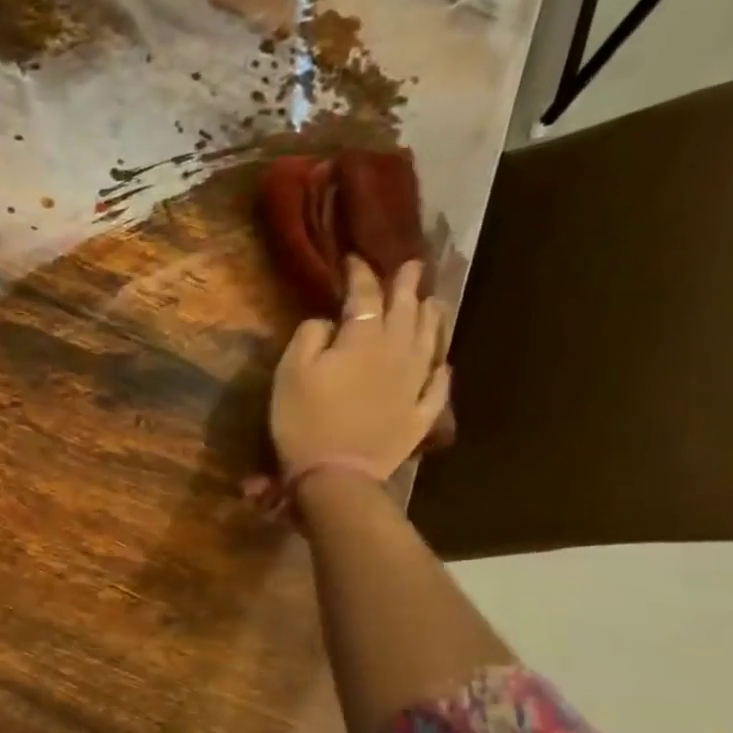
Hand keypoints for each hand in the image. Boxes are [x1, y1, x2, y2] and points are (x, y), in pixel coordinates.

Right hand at [269, 257, 449, 487]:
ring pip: (429, 342)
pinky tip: (442, 364)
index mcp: (362, 340)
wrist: (336, 474)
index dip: (361, 275)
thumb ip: (309, 337)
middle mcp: (397, 353)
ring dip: (432, 318)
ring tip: (434, 302)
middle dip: (406, 287)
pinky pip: (437, 387)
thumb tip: (328, 321)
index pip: (364, 297)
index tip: (356, 258)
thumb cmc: (303, 420)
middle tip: (412, 266)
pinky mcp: (420, 414)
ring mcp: (414, 384)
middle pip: (405, 313)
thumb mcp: (290, 373)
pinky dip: (440, 371)